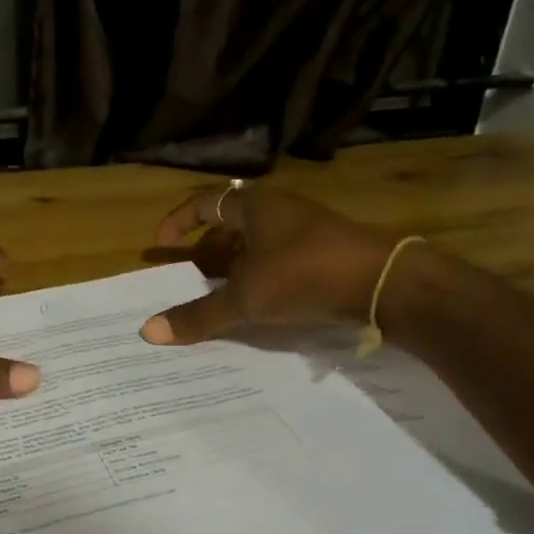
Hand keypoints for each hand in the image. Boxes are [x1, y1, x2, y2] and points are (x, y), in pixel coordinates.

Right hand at [140, 184, 398, 344]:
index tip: (163, 244)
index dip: (181, 220)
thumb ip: (199, 315)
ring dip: (238, 265)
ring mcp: (309, 230)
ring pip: (261, 243)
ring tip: (225, 294)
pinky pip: (283, 259)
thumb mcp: (246, 298)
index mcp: (256, 207)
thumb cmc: (305, 275)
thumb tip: (148, 331)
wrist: (385, 283)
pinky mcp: (329, 252)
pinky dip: (264, 277)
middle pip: (234, 222)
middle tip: (196, 275)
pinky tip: (263, 304)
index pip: (206, 202)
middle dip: (211, 248)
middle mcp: (282, 211)